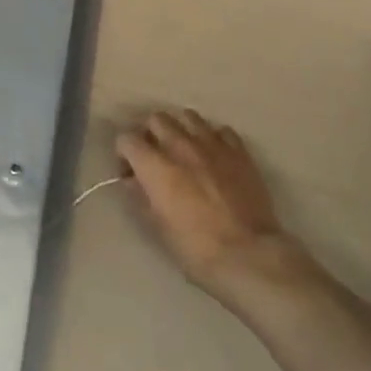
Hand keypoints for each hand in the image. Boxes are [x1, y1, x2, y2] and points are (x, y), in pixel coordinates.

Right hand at [115, 110, 308, 302]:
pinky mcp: (239, 151)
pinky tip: (214, 156)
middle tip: (155, 157)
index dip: (124, 153)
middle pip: (156, 119)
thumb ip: (141, 196)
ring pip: (189, 116)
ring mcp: (213, 145)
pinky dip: (213, 138)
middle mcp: (181, 146)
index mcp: (156, 166)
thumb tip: (133, 180)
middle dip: (150, 134)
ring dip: (181, 129)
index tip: (129, 171)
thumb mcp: (158, 226)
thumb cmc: (195, 247)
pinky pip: (221, 130)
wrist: (247, 254)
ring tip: (185, 150)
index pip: (127, 139)